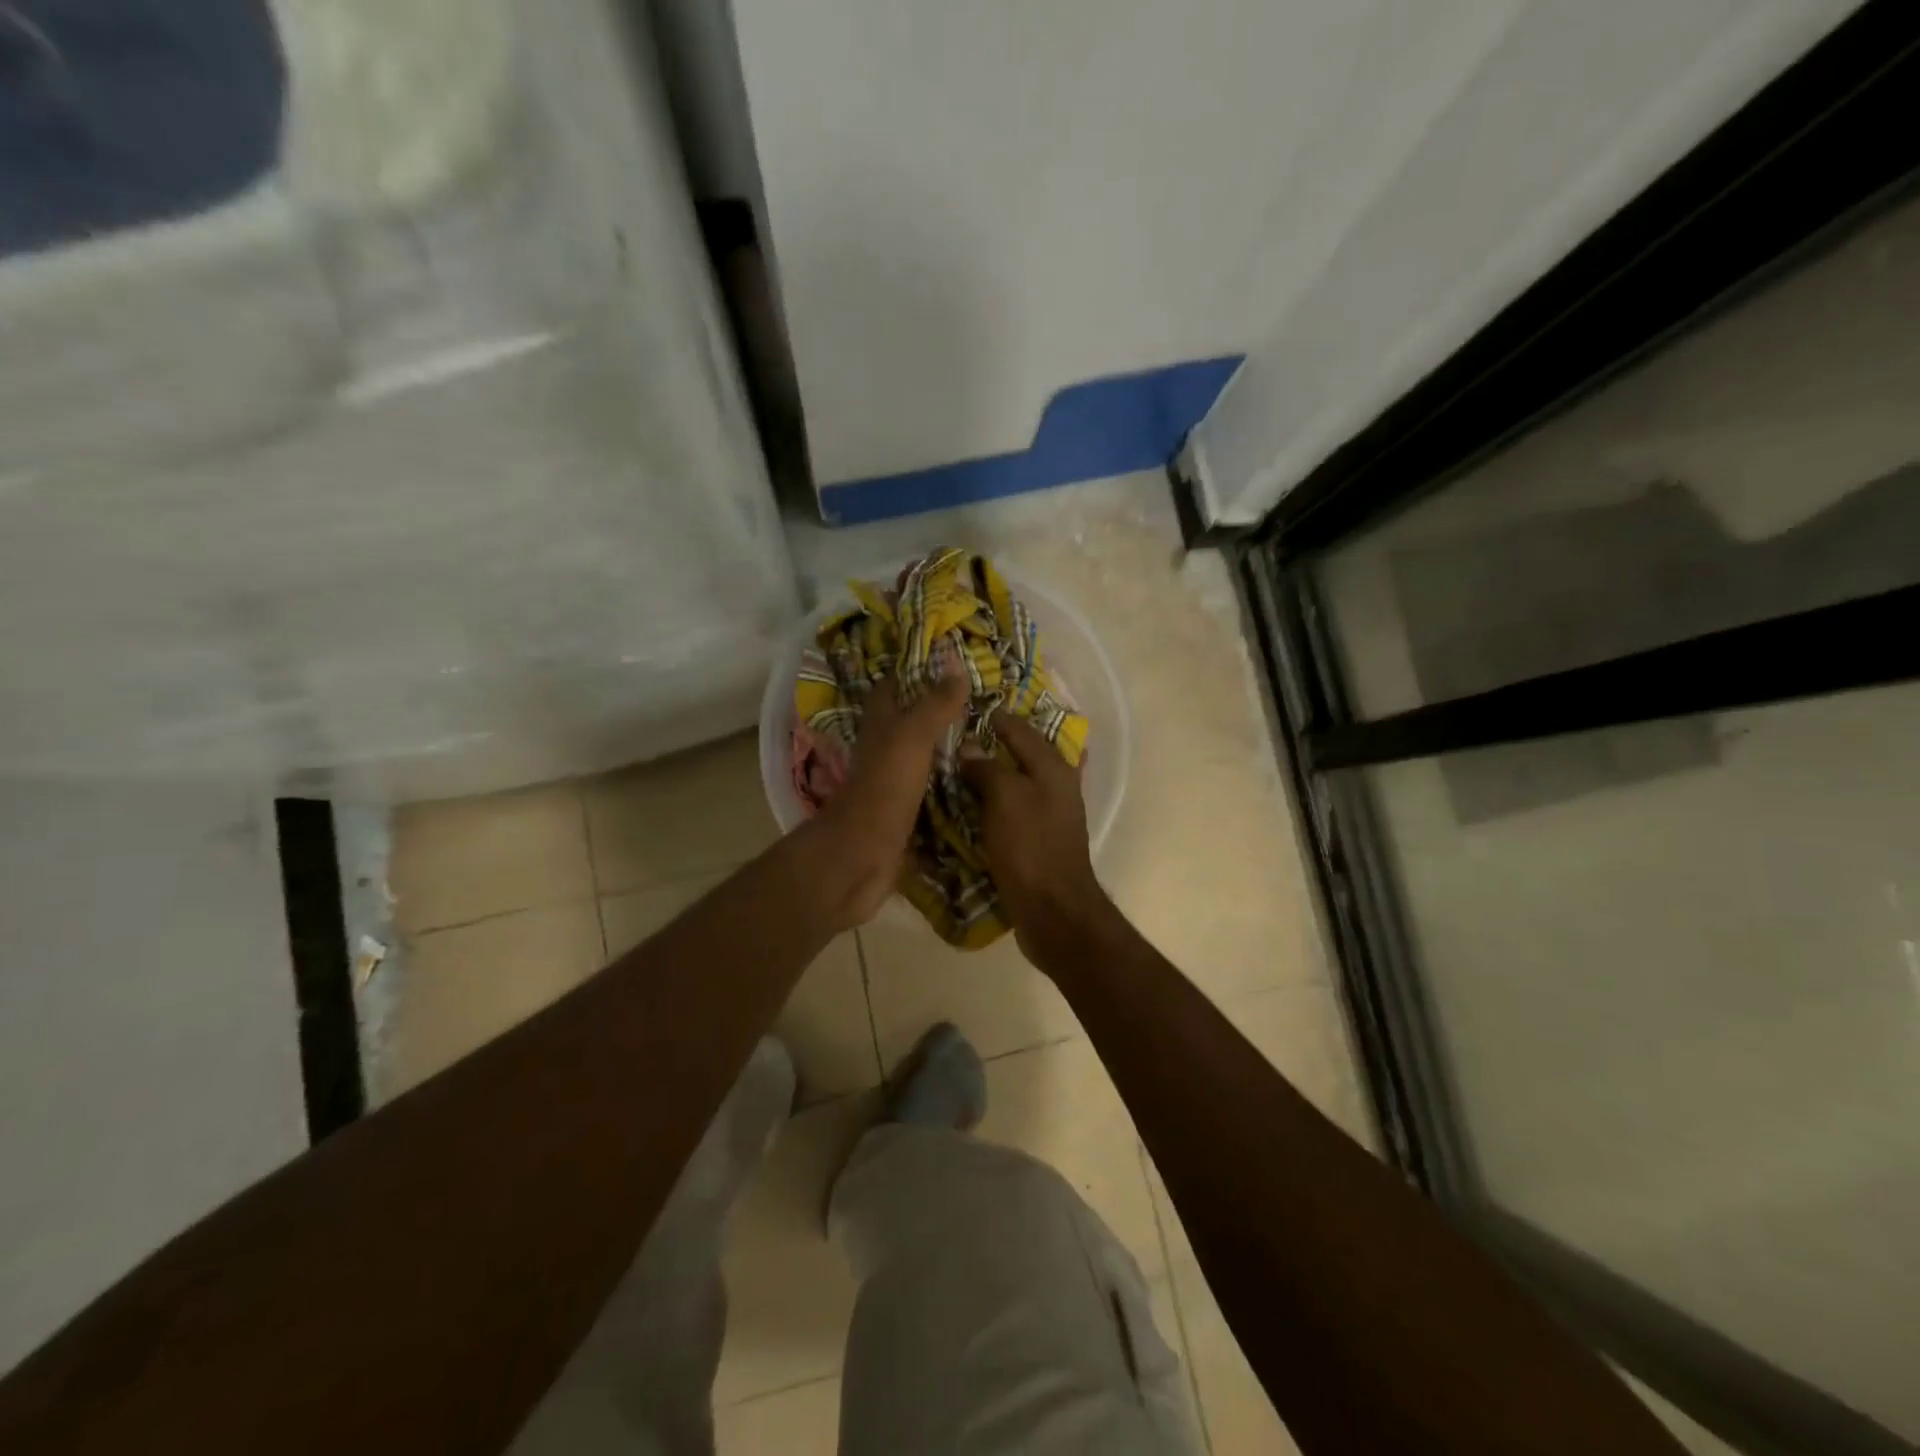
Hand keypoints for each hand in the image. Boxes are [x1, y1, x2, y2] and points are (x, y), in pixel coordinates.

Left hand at [807, 666, 967, 927]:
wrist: (862, 855)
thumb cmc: (884, 788)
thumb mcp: (912, 737)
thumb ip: (935, 704)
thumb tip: (956, 663)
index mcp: (881, 726)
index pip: (893, 687)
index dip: (914, 671)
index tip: (949, 660)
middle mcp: (884, 751)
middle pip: (909, 723)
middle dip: (938, 711)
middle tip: (979, 703)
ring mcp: (893, 784)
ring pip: (921, 758)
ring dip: (946, 750)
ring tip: (985, 739)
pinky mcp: (905, 814)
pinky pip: (931, 793)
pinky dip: (950, 787)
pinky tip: (975, 784)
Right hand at [960, 710, 1110, 963]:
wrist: (1053, 908)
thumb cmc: (1029, 846)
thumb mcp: (1005, 798)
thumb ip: (987, 767)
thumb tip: (968, 746)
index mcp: (1053, 766)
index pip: (1020, 728)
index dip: (995, 716)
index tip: (966, 708)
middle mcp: (1058, 783)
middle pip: (1024, 752)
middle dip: (996, 742)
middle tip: (959, 735)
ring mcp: (1052, 812)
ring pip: (1020, 780)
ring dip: (996, 771)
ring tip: (961, 765)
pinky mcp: (1041, 837)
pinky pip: (1015, 807)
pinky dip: (997, 800)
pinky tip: (976, 802)